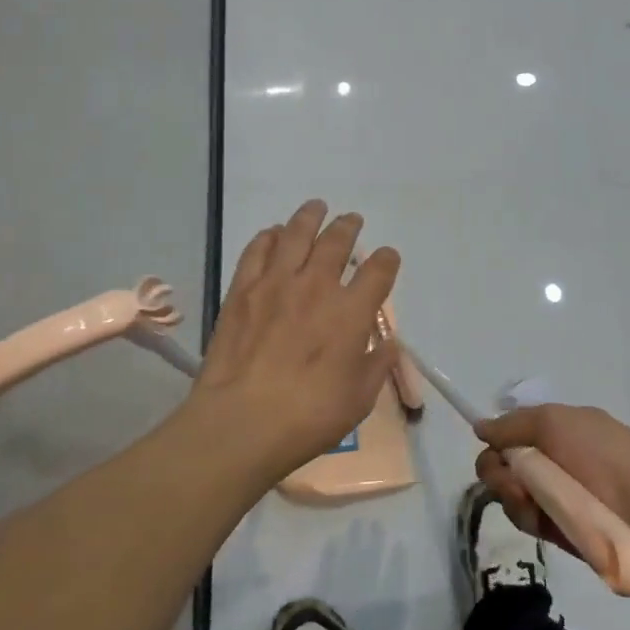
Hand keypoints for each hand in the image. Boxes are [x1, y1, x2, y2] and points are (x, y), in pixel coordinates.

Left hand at [184, 201, 399, 482]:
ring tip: (316, 207)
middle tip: (351, 220)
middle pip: (337, 242)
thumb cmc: (309, 416)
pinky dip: (269, 236)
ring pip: (297, 235)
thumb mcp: (359, 399)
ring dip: (310, 217)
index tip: (387, 257)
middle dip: (348, 227)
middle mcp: (318, 287)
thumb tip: (388, 345)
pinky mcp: (242, 290)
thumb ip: (376, 366)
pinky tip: (273, 233)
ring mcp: (276, 284)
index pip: (378, 272)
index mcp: (352, 313)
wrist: (242, 422)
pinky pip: (257, 250)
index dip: (387, 260)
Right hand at [473, 404, 629, 553]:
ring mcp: (553, 495)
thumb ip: (512, 424)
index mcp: (559, 431)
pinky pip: (522, 517)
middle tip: (510, 476)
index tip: (489, 442)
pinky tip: (536, 513)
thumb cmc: (601, 454)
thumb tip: (481, 427)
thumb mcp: (554, 421)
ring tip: (528, 496)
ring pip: (507, 491)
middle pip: (503, 462)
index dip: (498, 438)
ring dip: (509, 491)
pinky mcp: (553, 528)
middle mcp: (553, 461)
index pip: (514, 432)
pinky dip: (523, 513)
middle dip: (497, 468)